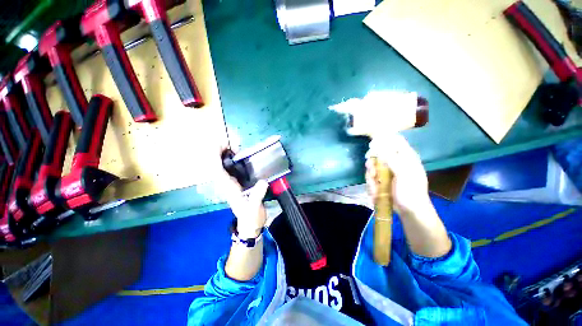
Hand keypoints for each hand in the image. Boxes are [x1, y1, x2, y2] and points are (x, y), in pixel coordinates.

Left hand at [217, 149, 268, 238]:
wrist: (250, 225)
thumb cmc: (250, 218)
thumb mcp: (253, 209)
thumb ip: (257, 196)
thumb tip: (263, 182)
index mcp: (229, 188)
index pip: (217, 170)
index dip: (216, 156)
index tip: (221, 145)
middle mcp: (228, 183)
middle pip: (218, 164)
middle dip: (220, 151)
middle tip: (230, 142)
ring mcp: (233, 182)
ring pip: (224, 165)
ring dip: (226, 154)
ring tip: (234, 145)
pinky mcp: (239, 182)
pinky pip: (232, 168)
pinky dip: (234, 159)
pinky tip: (240, 155)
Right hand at [365, 134, 429, 216]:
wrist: (410, 212)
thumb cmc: (411, 192)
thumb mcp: (404, 174)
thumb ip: (392, 159)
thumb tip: (378, 146)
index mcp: (406, 157)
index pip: (395, 140)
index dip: (383, 139)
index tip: (371, 145)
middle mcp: (396, 161)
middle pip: (379, 153)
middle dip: (373, 162)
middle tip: (371, 168)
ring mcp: (388, 171)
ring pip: (373, 166)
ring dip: (371, 175)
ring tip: (375, 185)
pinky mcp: (382, 180)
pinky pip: (372, 177)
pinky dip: (371, 183)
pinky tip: (375, 191)